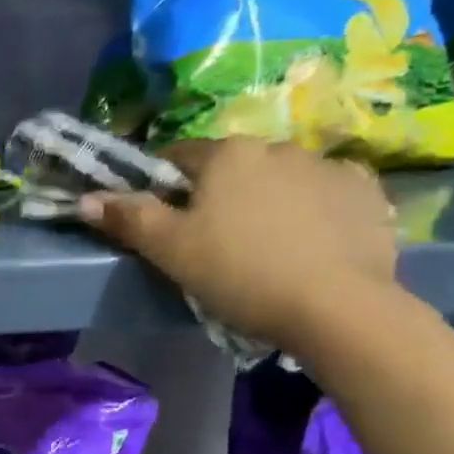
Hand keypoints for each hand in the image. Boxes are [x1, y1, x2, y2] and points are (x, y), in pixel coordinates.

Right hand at [80, 137, 398, 346]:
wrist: (336, 306)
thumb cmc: (239, 273)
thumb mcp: (170, 251)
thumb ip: (128, 219)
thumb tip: (86, 198)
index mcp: (227, 155)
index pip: (178, 157)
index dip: (162, 187)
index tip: (161, 220)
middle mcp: (278, 146)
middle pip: (232, 167)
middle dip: (218, 194)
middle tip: (210, 241)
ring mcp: (329, 166)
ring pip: (280, 179)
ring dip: (266, 200)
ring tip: (262, 247)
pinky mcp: (367, 193)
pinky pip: (326, 195)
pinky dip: (312, 211)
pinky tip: (307, 244)